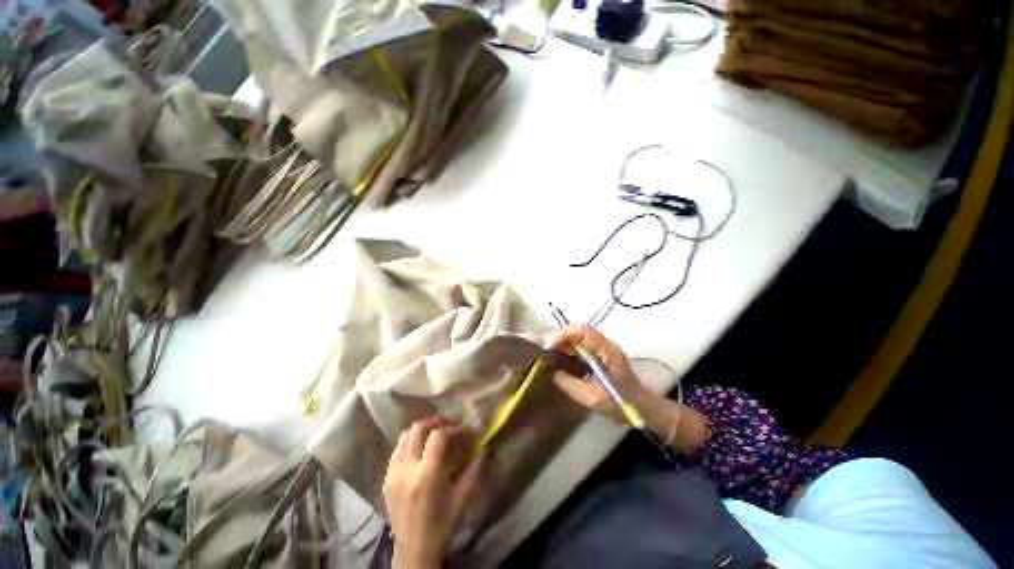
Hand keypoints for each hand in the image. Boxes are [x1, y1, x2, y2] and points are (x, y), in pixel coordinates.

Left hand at [383, 417, 483, 568]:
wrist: (414, 552)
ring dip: (422, 429)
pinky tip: (422, 449)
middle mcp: (406, 469)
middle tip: (451, 424)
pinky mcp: (386, 479)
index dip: (454, 429)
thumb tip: (485, 448)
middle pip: (418, 428)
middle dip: (437, 421)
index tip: (466, 432)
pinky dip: (410, 442)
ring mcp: (393, 473)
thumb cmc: (442, 526)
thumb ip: (475, 470)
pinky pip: (397, 450)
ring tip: (436, 432)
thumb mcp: (463, 498)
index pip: (438, 436)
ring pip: (405, 436)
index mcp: (426, 475)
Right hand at [543, 325, 652, 423]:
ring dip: (560, 339)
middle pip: (578, 330)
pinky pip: (579, 343)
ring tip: (545, 348)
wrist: (643, 407)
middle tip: (542, 346)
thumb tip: (550, 371)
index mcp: (607, 350)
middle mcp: (604, 343)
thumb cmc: (621, 403)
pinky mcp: (598, 352)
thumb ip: (570, 383)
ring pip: (577, 335)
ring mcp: (602, 346)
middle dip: (558, 335)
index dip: (563, 335)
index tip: (547, 346)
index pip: (583, 332)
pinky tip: (556, 353)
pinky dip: (565, 345)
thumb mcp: (592, 398)